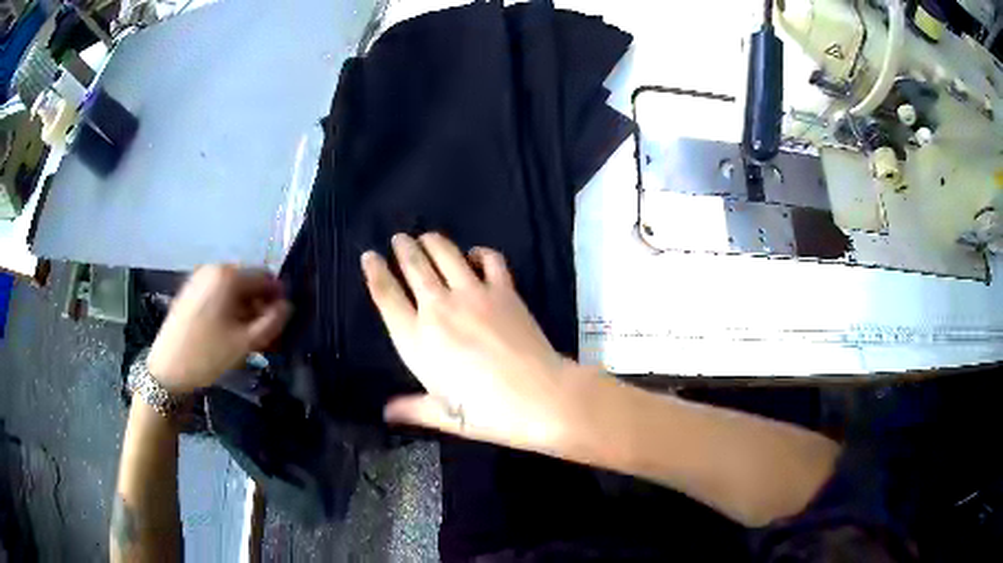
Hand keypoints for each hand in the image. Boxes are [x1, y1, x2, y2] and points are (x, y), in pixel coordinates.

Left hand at [148, 265, 290, 393]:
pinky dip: (229, 311)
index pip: (265, 277)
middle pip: (248, 283)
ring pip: (233, 291)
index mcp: (228, 275)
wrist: (167, 369)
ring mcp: (199, 280)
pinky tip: (230, 334)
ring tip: (250, 340)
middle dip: (261, 307)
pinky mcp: (190, 293)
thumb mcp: (246, 342)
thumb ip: (272, 322)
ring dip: (246, 311)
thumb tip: (287, 307)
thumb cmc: (208, 354)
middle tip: (267, 337)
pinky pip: (218, 296)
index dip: (278, 299)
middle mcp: (214, 269)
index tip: (283, 324)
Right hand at [362, 233, 595, 452]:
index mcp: (417, 339)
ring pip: (445, 254)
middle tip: (399, 238)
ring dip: (432, 241)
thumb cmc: (486, 412)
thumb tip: (386, 412)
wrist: (539, 396)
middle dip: (403, 248)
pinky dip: (479, 252)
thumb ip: (412, 409)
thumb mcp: (443, 415)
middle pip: (414, 266)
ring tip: (426, 237)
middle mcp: (439, 308)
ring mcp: (473, 294)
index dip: (375, 272)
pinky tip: (474, 254)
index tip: (369, 256)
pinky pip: (489, 259)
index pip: (387, 296)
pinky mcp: (503, 290)